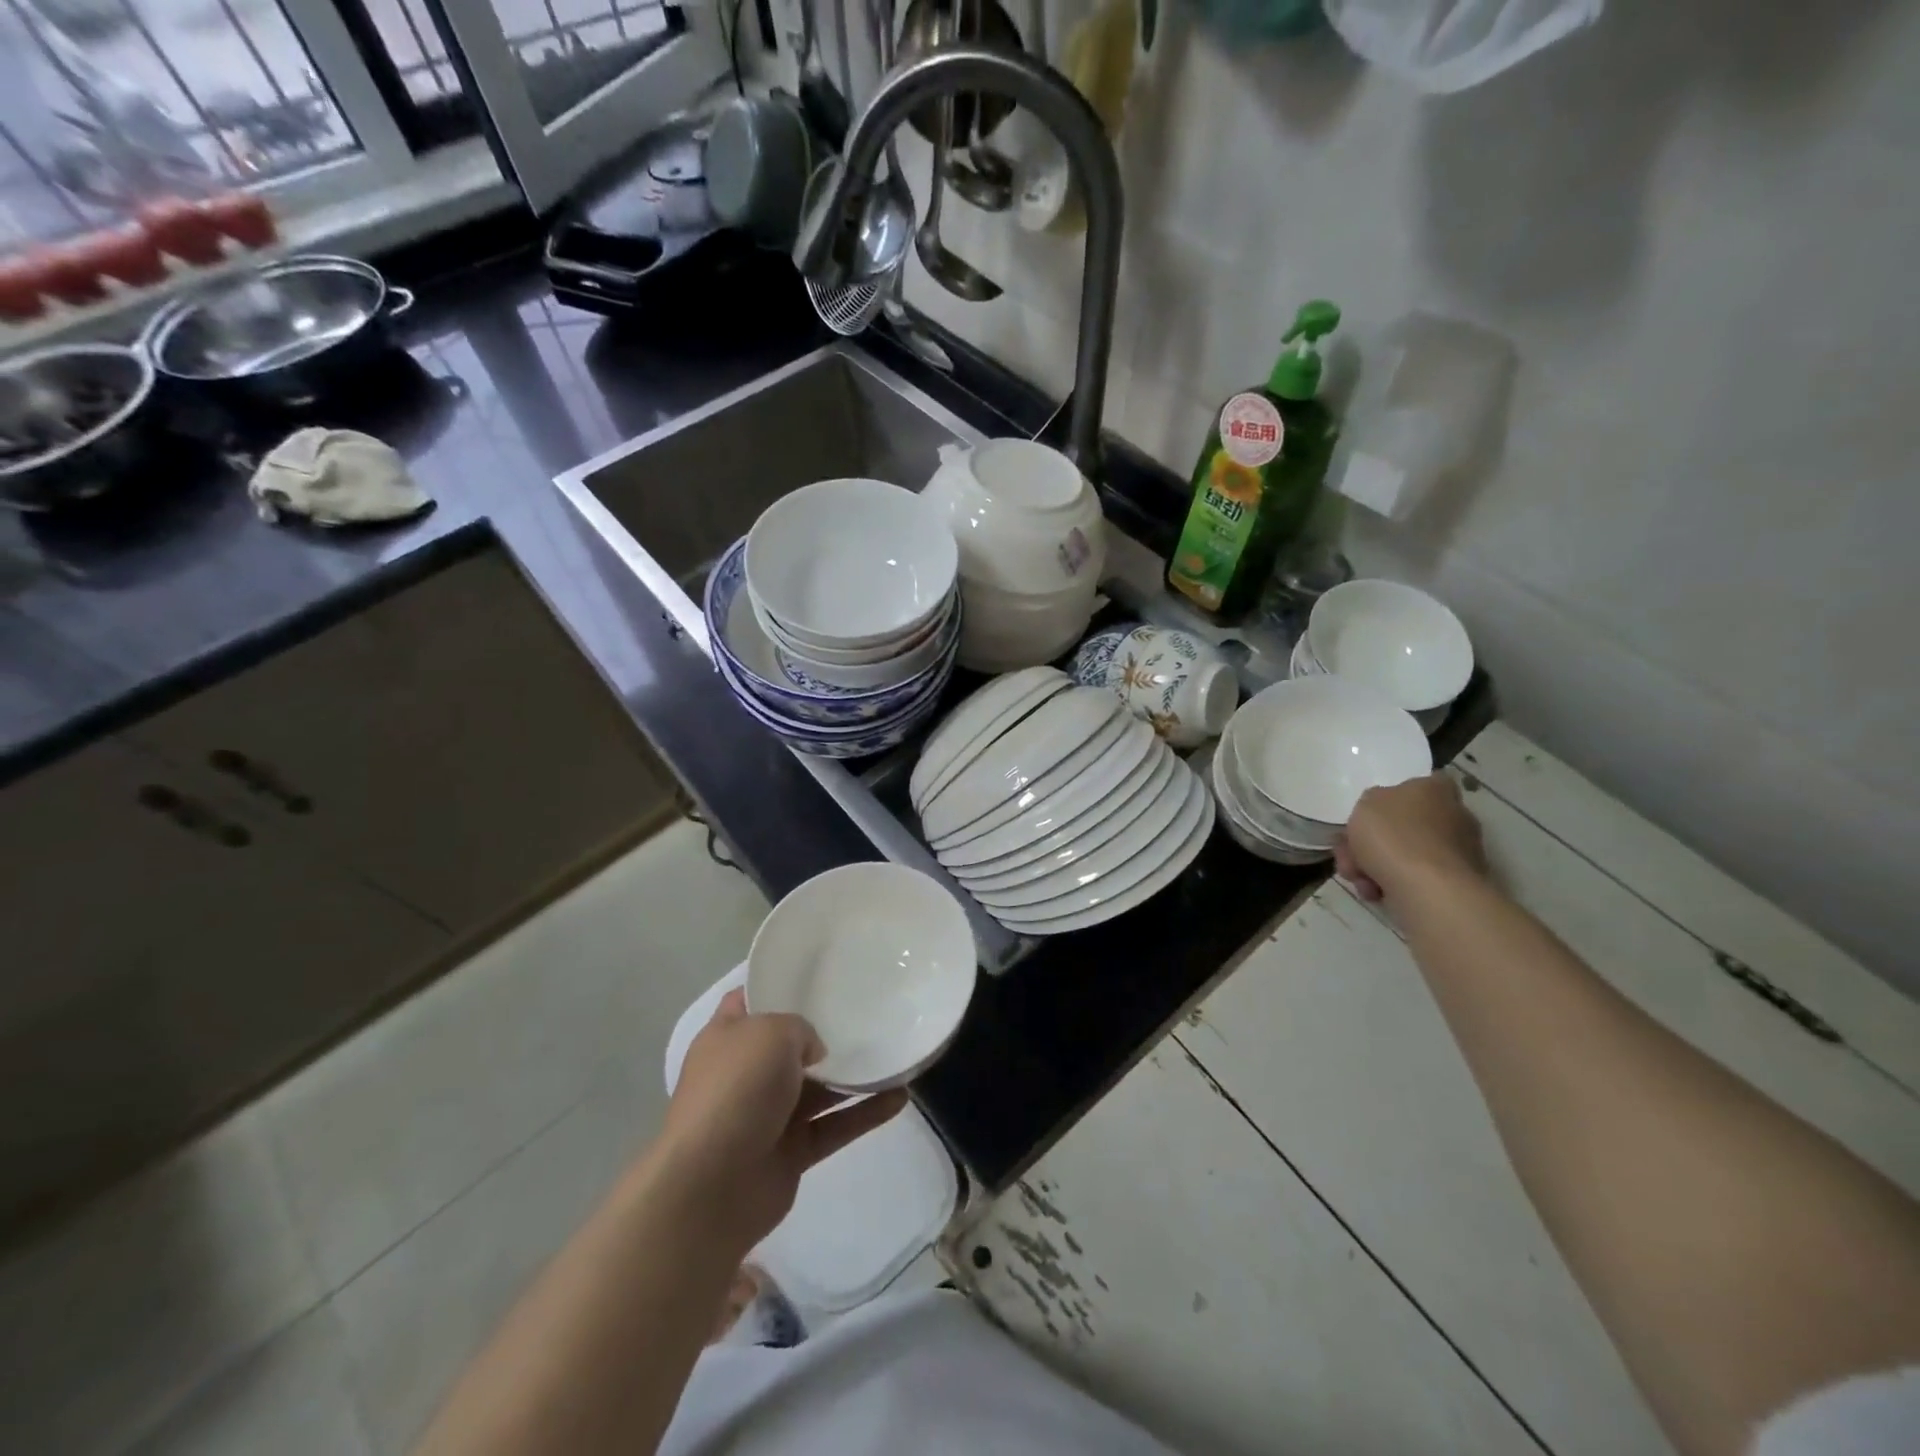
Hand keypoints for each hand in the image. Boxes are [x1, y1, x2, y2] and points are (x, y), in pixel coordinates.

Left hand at [656, 990, 907, 1256]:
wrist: (712, 1185)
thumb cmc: (736, 1089)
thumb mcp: (770, 1032)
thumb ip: (800, 1030)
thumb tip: (815, 1052)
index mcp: (727, 1038)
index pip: (749, 1000)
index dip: (777, 985)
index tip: (817, 975)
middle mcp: (746, 1073)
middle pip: (789, 1046)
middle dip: (823, 1032)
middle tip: (866, 1011)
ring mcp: (768, 1115)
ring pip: (818, 1089)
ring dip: (853, 1075)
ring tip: (893, 1052)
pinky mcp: (791, 1153)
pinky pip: (834, 1126)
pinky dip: (864, 1113)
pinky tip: (900, 1096)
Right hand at [1335, 773, 1486, 903]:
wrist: (1428, 889)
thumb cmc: (1394, 836)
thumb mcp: (1364, 803)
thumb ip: (1371, 801)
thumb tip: (1381, 811)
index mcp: (1435, 790)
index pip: (1420, 784)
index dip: (1391, 799)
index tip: (1370, 816)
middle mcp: (1454, 816)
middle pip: (1404, 825)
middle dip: (1371, 842)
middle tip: (1350, 854)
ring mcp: (1458, 852)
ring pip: (1404, 854)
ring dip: (1375, 866)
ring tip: (1358, 879)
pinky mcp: (1454, 883)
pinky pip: (1414, 879)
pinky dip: (1392, 885)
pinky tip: (1375, 892)